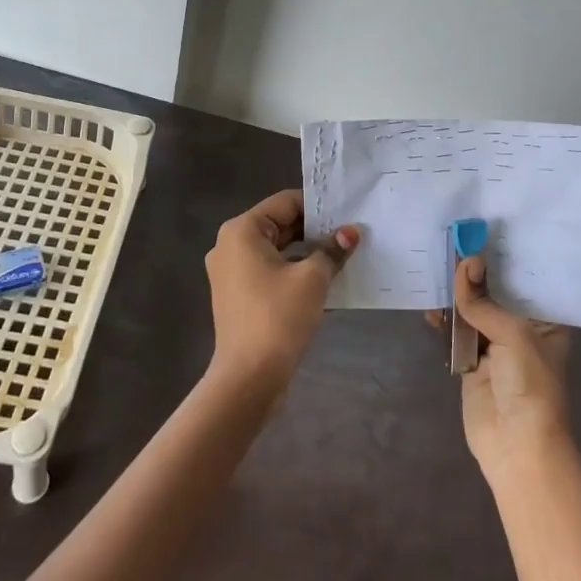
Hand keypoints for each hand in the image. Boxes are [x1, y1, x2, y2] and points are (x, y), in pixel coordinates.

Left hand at [203, 189, 357, 403]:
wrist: (248, 378)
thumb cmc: (278, 317)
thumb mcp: (312, 279)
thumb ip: (331, 250)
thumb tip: (350, 233)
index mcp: (242, 230)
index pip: (285, 203)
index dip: (318, 206)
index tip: (348, 212)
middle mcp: (230, 245)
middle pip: (279, 225)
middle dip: (315, 231)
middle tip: (350, 234)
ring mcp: (231, 273)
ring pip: (276, 250)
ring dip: (307, 253)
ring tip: (342, 256)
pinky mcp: (238, 296)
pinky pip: (270, 272)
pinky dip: (294, 272)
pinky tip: (324, 281)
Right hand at [441, 255, 571, 481]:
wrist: (517, 445)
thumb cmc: (530, 384)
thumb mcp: (512, 334)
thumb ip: (483, 300)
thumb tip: (466, 261)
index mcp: (545, 321)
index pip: (525, 280)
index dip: (505, 257)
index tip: (482, 229)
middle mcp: (522, 328)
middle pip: (495, 293)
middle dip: (475, 272)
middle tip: (453, 240)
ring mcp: (495, 345)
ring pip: (473, 310)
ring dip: (456, 293)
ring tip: (436, 265)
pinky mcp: (471, 361)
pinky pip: (455, 332)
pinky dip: (444, 318)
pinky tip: (430, 304)